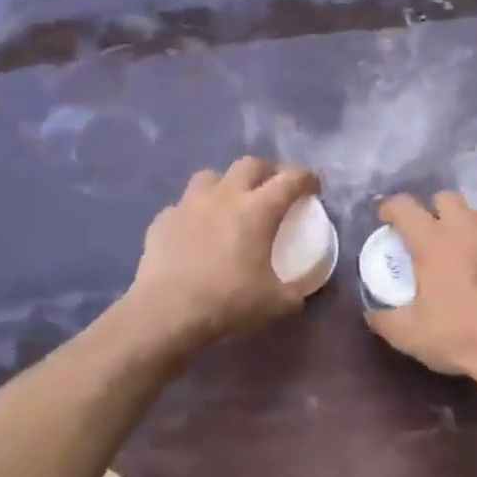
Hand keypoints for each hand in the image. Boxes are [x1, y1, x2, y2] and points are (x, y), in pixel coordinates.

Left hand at [120, 158, 320, 356]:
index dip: (306, 179)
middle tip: (274, 190)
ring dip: (227, 184)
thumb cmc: (229, 301)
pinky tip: (196, 232)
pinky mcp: (163, 220)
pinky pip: (183, 205)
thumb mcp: (276, 303)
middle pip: (250, 165)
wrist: (167, 312)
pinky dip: (195, 212)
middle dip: (268, 172)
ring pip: (211, 176)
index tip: (313, 188)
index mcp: (258, 210)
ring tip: (231, 203)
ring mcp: (189, 204)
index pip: (290, 179)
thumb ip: (295, 291)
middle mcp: (224, 197)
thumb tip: (301, 291)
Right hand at [365, 191, 476, 385]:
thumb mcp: (410, 335)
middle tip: (429, 235)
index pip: (404, 206)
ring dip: (467, 226)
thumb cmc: (461, 336)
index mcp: (434, 241)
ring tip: (464, 251)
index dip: (391, 208)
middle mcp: (469, 228)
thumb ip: (384, 320)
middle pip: (447, 198)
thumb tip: (372, 314)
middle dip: (434, 210)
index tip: (386, 220)